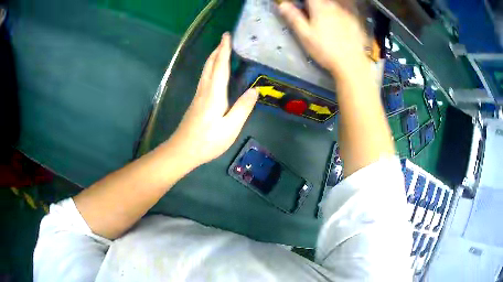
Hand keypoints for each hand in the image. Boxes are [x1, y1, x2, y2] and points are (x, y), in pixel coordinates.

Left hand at [167, 33, 258, 167]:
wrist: (182, 150)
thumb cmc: (208, 141)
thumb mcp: (230, 127)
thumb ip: (243, 107)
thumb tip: (255, 90)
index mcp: (214, 93)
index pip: (220, 66)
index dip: (224, 50)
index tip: (227, 36)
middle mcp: (205, 90)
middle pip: (210, 65)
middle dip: (218, 50)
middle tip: (225, 39)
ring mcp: (198, 95)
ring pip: (206, 70)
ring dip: (213, 58)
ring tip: (220, 50)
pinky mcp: (196, 102)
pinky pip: (204, 78)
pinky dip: (211, 68)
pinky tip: (214, 72)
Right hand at [278, 0, 367, 75]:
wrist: (351, 63)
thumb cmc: (325, 50)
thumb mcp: (305, 35)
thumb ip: (294, 17)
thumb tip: (282, 4)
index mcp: (319, 7)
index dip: (303, 1)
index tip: (301, 6)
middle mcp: (334, 6)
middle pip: (322, 0)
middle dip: (315, 4)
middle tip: (310, 12)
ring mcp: (346, 13)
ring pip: (335, 3)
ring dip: (328, 6)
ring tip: (324, 19)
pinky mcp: (355, 21)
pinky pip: (346, 10)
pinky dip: (341, 12)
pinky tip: (339, 22)